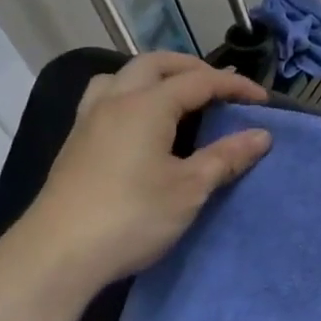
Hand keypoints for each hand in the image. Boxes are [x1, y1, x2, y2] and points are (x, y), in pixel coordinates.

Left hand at [2, 54, 271, 300]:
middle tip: (221, 88)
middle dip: (193, 68)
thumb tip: (262, 136)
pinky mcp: (76, 142)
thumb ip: (226, 157)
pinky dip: (133, 94)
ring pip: (123, 76)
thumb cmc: (131, 216)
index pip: (199, 81)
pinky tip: (142, 124)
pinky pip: (106, 97)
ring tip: (178, 97)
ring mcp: (89, 120)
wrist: (56, 255)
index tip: (264, 101)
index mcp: (147, 105)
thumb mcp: (190, 189)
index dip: (234, 86)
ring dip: (156, 76)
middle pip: (157, 64)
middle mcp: (115, 101)